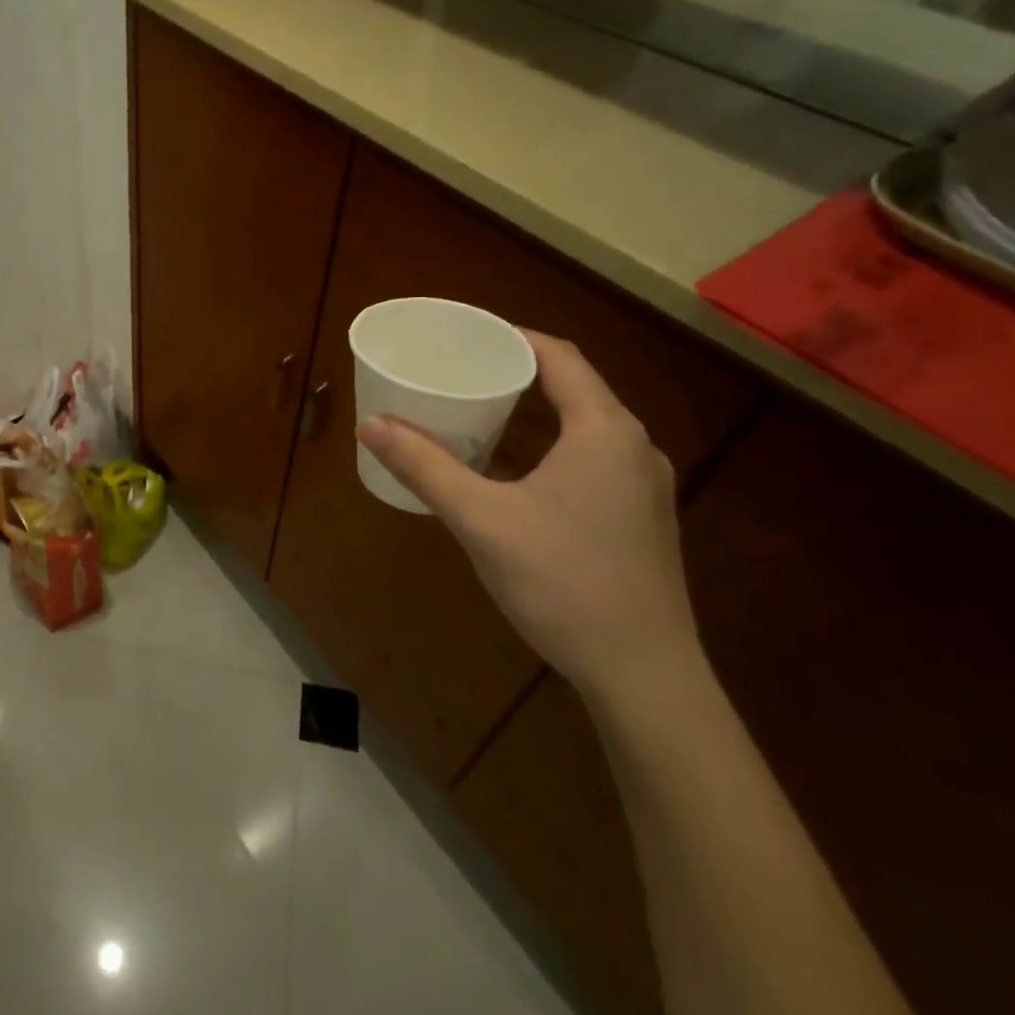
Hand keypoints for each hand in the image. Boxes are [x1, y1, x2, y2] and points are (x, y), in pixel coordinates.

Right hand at [357, 332, 700, 710]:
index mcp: (604, 431)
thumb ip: (424, 467)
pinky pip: (591, 458)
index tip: (466, 336)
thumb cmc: (563, 583)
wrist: (644, 678)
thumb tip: (369, 425)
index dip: (513, 338)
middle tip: (460, 371)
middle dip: (516, 373)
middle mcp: (633, 448)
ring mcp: (643, 487)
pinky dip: (549, 445)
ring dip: (533, 412)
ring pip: (583, 426)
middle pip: (573, 387)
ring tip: (477, 412)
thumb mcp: (482, 520)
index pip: (560, 357)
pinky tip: (512, 471)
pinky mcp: (639, 519)